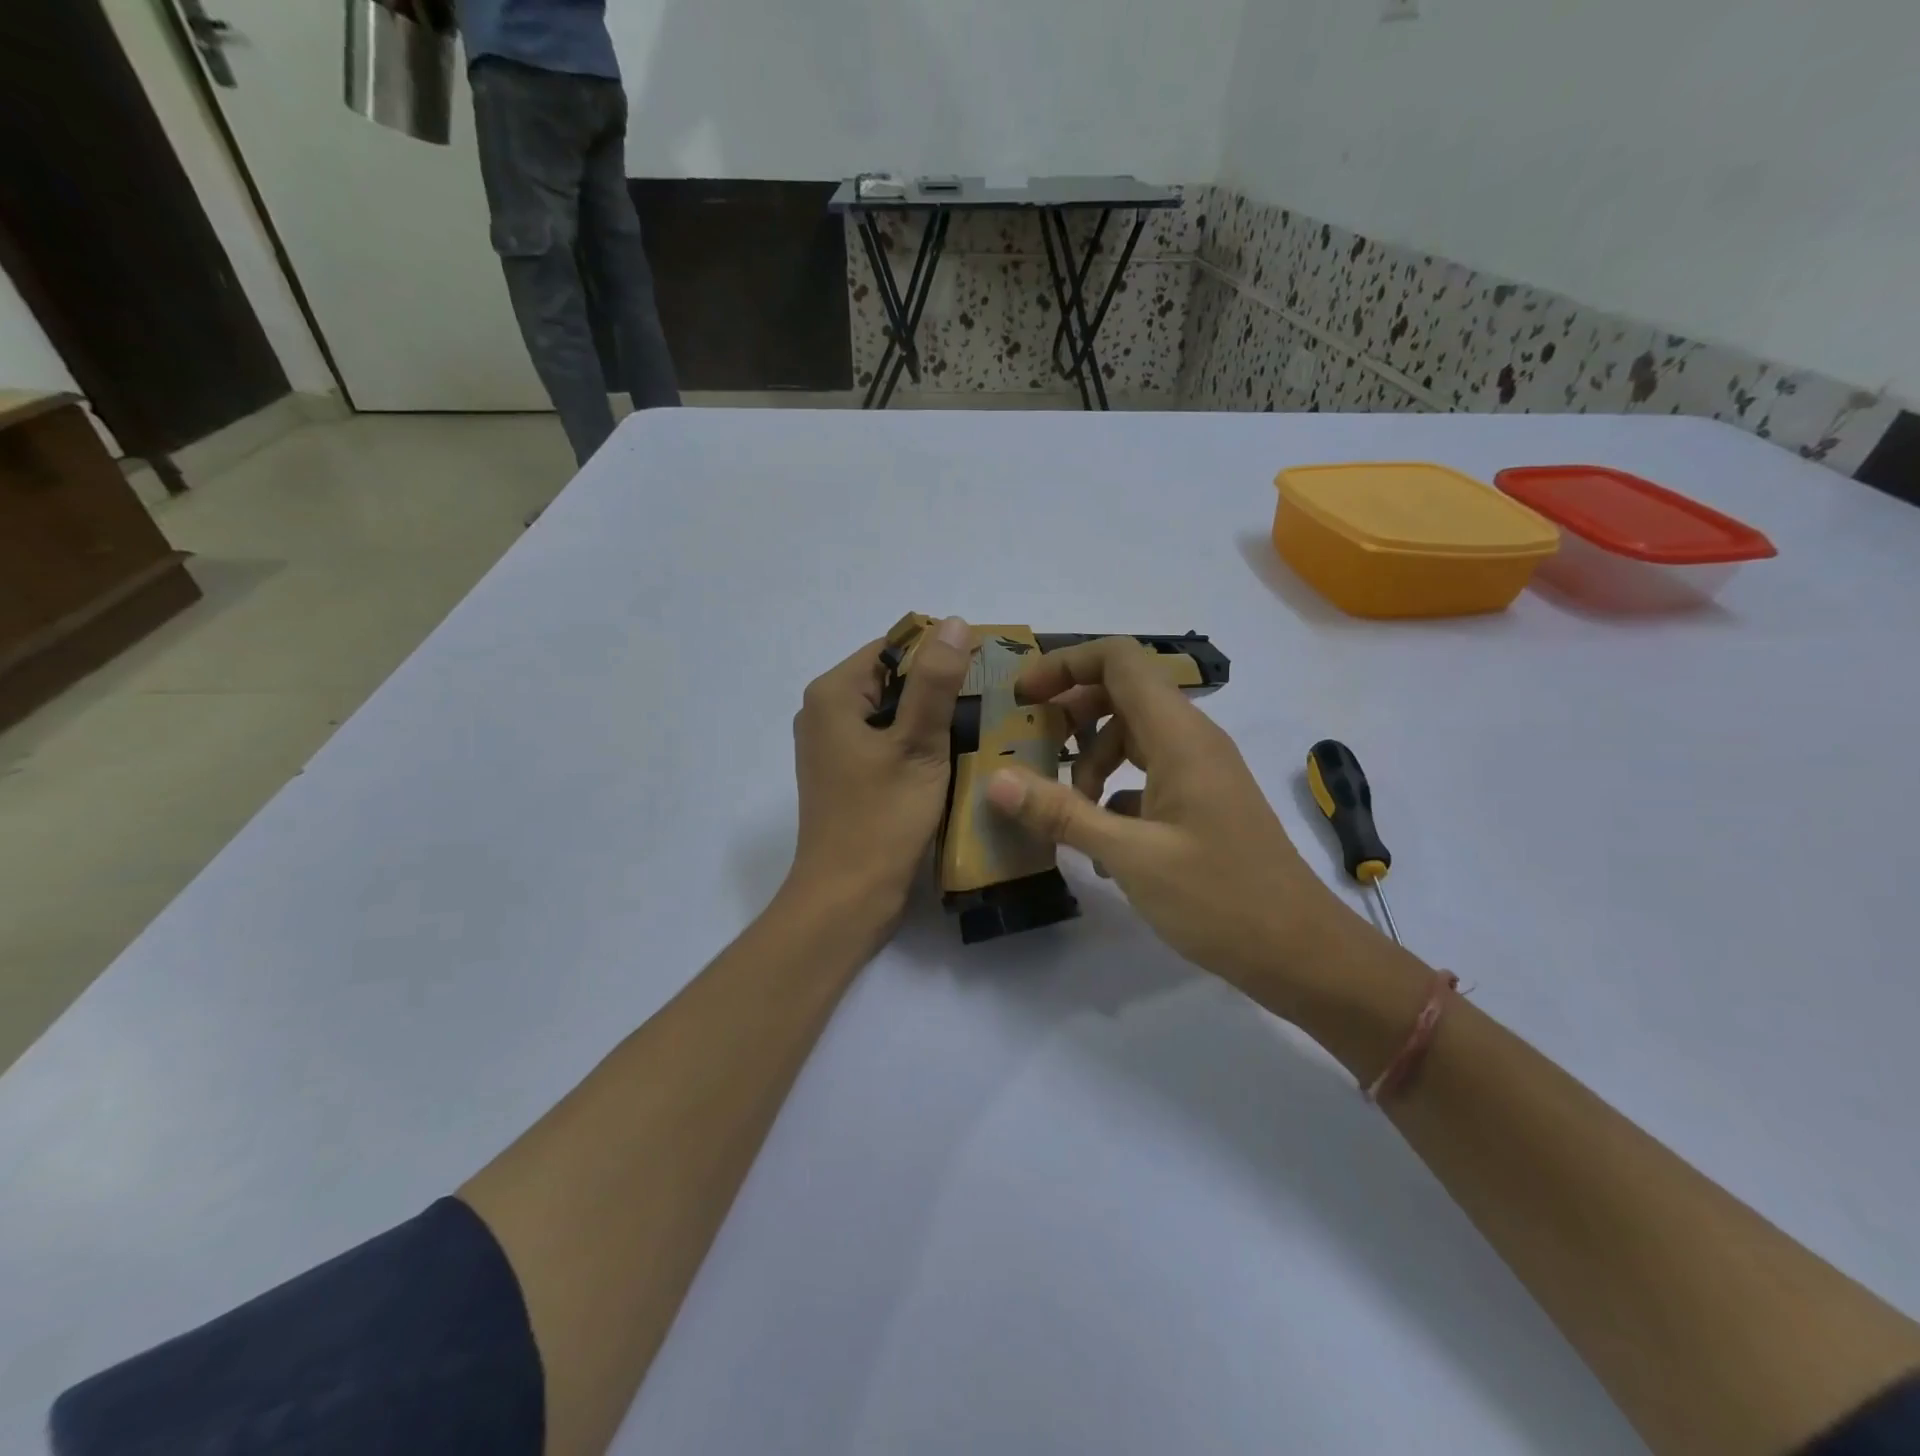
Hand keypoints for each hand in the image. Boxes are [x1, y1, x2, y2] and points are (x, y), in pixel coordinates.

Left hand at [786, 619, 972, 929]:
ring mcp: (832, 746)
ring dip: (931, 718)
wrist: (847, 898)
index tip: (986, 671)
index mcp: (834, 694)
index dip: (940, 652)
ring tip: (980, 728)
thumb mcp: (917, 745)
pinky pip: (886, 741)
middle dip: (938, 687)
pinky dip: (916, 743)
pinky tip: (951, 758)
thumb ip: (935, 682)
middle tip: (990, 703)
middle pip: (891, 678)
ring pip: (891, 712)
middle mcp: (824, 712)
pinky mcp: (845, 774)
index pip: (894, 646)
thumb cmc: (882, 818)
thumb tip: (955, 623)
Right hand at [983, 637, 1349, 990]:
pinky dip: (1114, 794)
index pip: (1119, 661)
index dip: (1066, 665)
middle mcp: (1192, 740)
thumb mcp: (1130, 856)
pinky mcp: (1201, 803)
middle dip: (1071, 715)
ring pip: (1132, 738)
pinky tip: (1099, 843)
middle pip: (1122, 694)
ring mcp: (1200, 772)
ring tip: (1068, 812)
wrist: (1300, 952)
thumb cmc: (1219, 898)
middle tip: (1031, 748)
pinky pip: (1146, 775)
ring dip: (1091, 763)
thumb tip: (995, 780)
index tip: (1023, 696)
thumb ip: (1061, 813)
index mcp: (1179, 736)